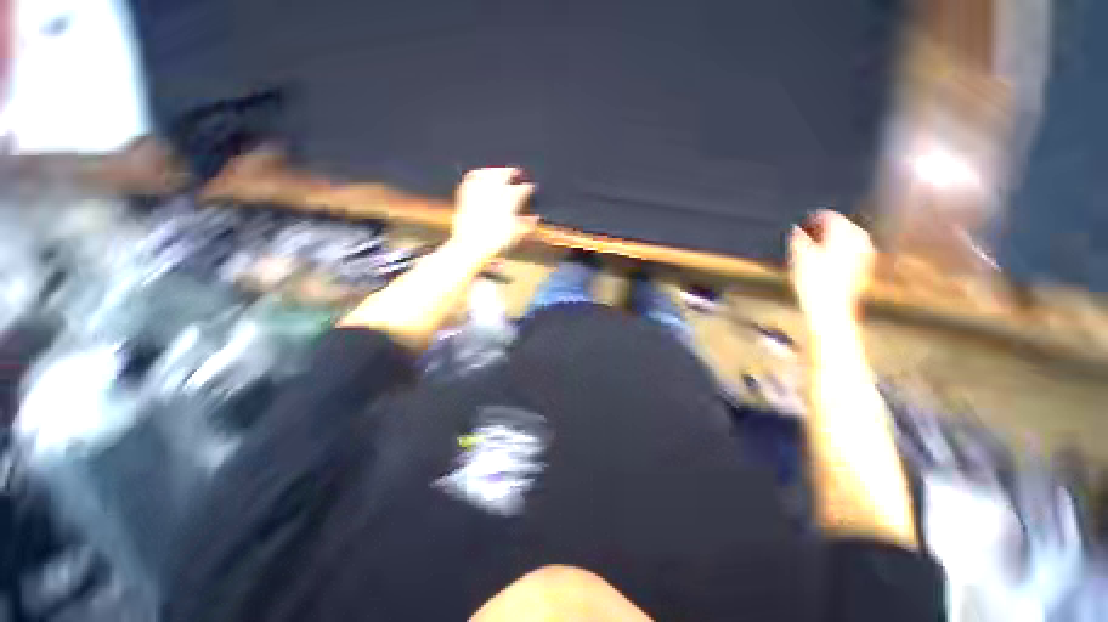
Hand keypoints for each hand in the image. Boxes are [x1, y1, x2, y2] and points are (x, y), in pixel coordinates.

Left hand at [450, 167, 537, 260]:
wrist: (471, 246)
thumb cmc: (496, 243)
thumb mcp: (515, 235)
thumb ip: (527, 224)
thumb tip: (536, 217)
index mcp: (509, 202)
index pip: (522, 189)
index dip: (527, 188)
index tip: (531, 187)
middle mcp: (493, 193)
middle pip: (504, 175)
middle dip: (511, 172)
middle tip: (516, 172)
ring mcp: (478, 193)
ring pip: (488, 174)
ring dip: (495, 170)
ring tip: (499, 171)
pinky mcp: (465, 195)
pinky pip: (471, 178)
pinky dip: (477, 174)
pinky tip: (479, 176)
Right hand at [788, 210, 874, 321]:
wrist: (831, 308)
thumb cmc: (813, 282)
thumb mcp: (799, 258)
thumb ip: (798, 239)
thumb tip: (795, 228)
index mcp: (844, 233)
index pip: (829, 216)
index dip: (813, 218)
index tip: (800, 222)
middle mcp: (859, 239)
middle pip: (841, 225)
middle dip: (824, 227)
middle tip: (806, 232)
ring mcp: (866, 252)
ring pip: (848, 236)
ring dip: (831, 238)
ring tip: (814, 245)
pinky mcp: (866, 265)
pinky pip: (852, 248)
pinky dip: (839, 248)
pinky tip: (826, 257)